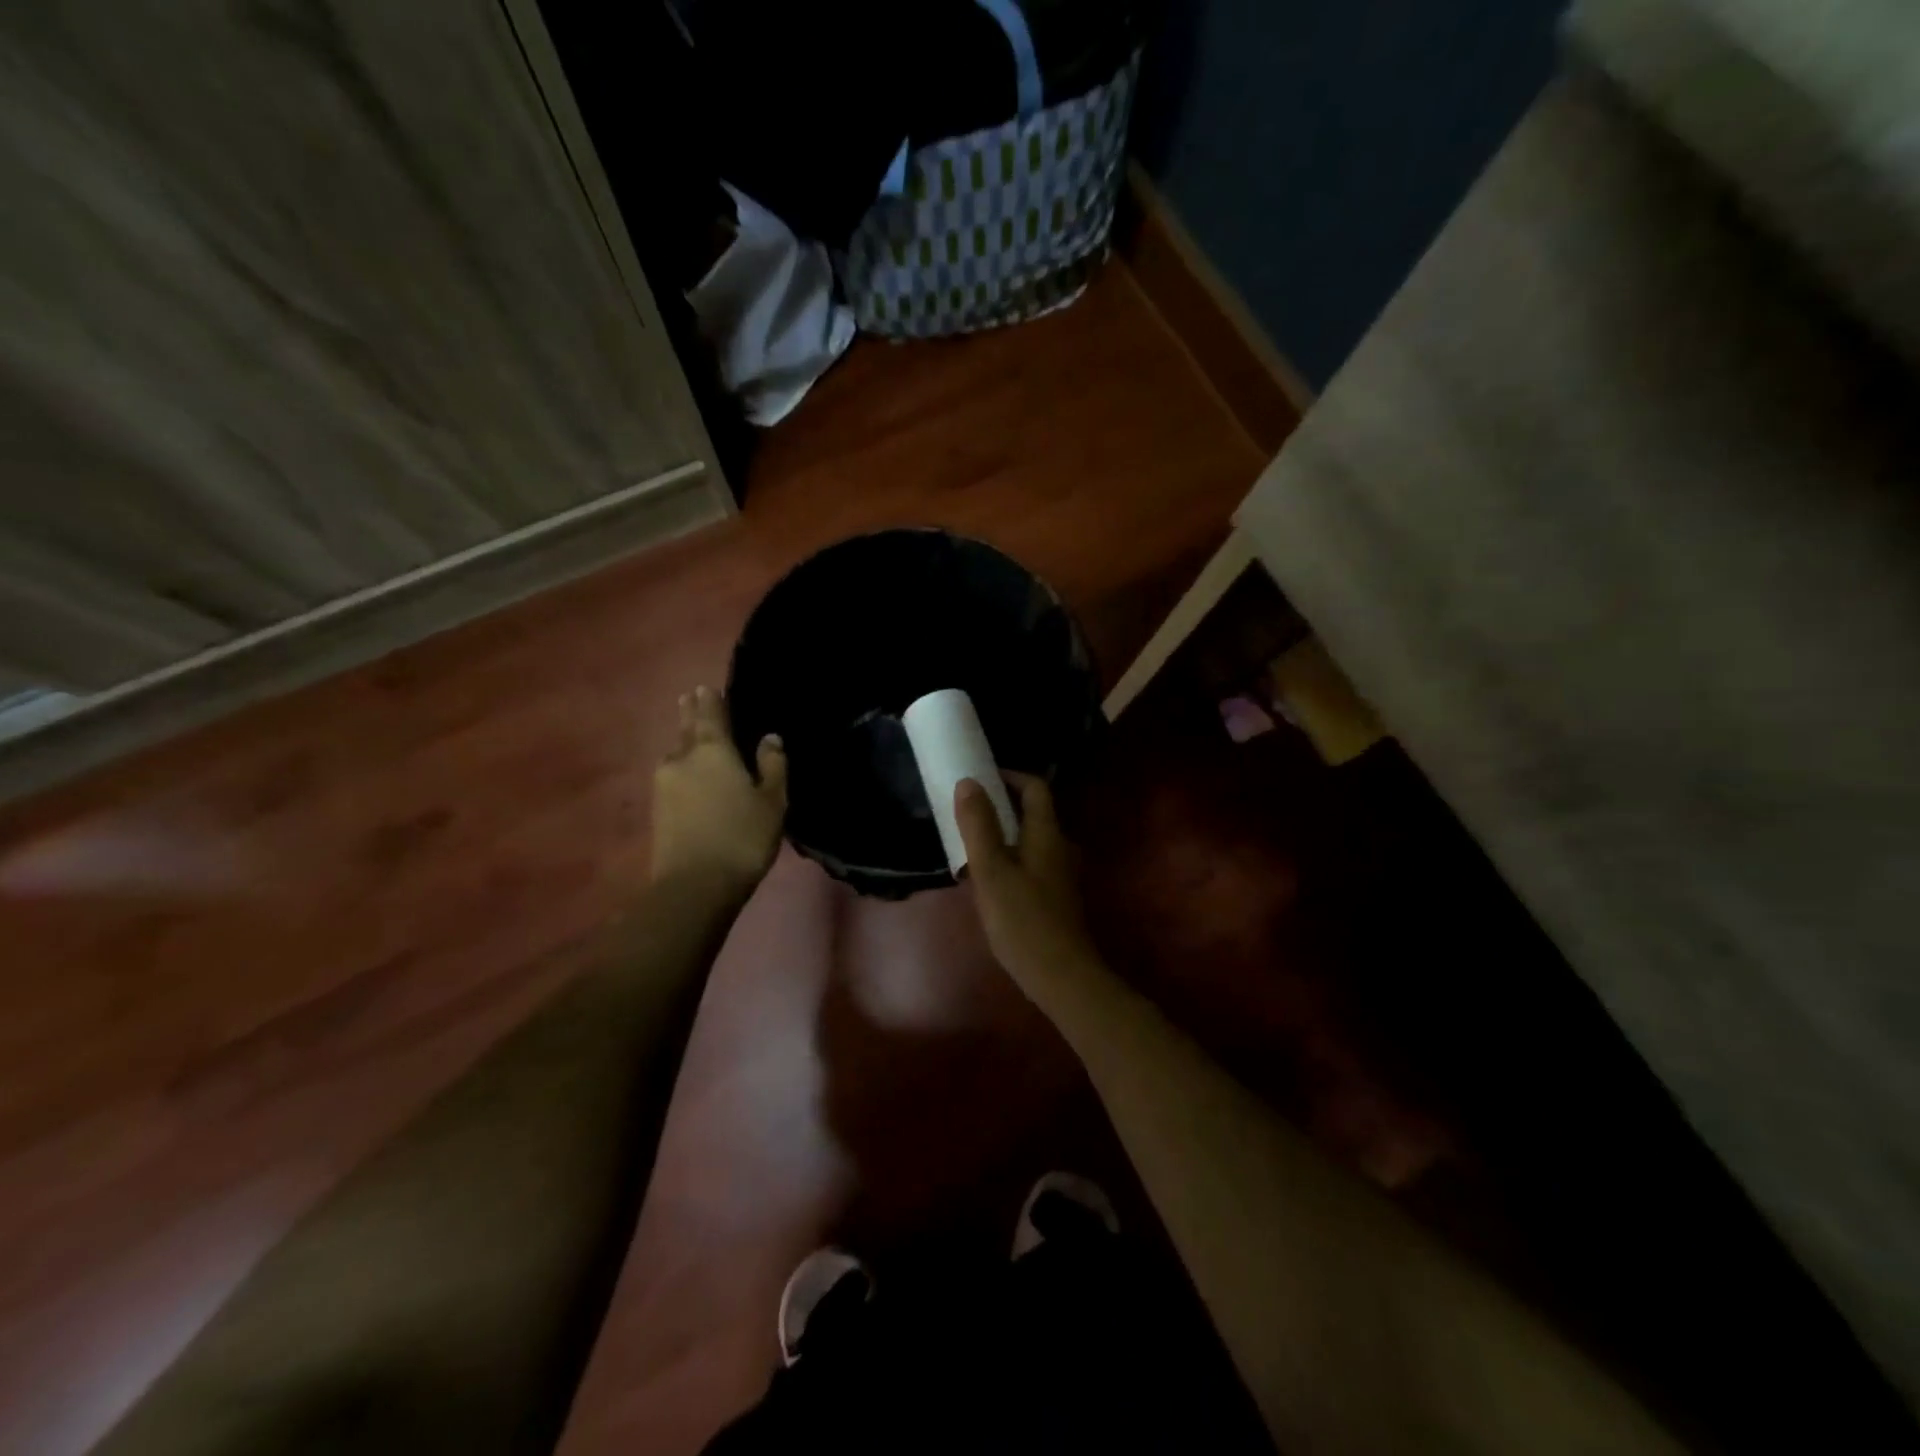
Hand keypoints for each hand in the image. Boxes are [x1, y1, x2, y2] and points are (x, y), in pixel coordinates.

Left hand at [652, 686, 787, 894]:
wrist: (694, 885)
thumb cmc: (742, 837)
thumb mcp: (772, 801)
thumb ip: (772, 766)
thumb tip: (770, 738)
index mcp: (713, 750)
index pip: (711, 713)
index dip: (711, 699)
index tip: (707, 687)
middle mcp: (682, 758)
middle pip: (686, 728)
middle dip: (690, 711)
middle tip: (691, 696)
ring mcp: (664, 783)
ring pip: (676, 752)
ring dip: (684, 740)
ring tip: (692, 735)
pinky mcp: (656, 808)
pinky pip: (672, 775)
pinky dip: (681, 766)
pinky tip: (687, 772)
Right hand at [954, 774, 1104, 1000]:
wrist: (1060, 976)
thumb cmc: (1023, 920)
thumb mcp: (992, 870)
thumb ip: (978, 825)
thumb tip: (969, 782)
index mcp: (1047, 834)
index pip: (1035, 788)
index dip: (1009, 776)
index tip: (979, 778)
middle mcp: (1059, 847)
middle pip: (1032, 813)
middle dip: (1000, 806)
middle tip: (966, 811)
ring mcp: (1060, 873)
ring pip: (1029, 840)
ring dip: (1002, 834)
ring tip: (969, 844)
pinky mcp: (1055, 896)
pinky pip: (1030, 862)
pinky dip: (1008, 858)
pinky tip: (986, 879)